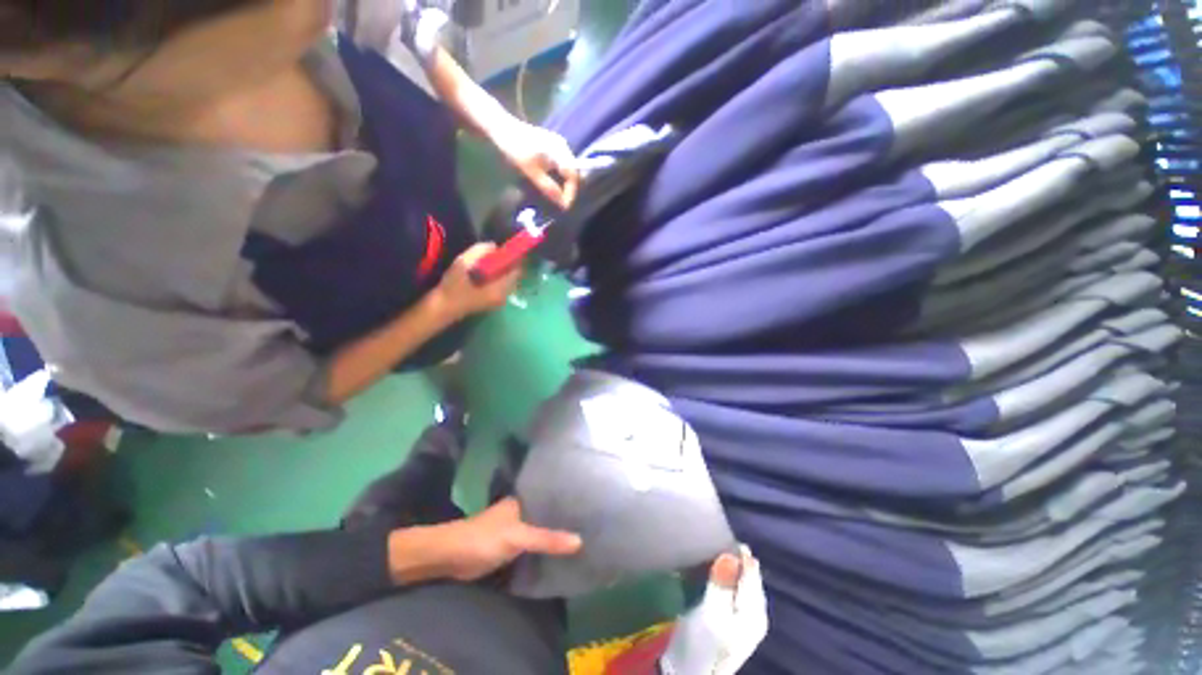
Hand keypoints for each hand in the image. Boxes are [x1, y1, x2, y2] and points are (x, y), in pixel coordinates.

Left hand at [431, 498, 581, 581]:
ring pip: (540, 530)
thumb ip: (546, 539)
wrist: (450, 558)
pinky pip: (532, 546)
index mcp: (523, 500)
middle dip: (564, 520)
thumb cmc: (484, 538)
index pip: (551, 496)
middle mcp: (521, 511)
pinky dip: (544, 549)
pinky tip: (560, 555)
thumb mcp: (518, 537)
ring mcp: (515, 529)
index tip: (590, 505)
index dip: (568, 500)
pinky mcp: (509, 547)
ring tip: (584, 537)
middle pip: (547, 514)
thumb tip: (580, 541)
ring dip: (555, 535)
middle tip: (592, 524)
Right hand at [434, 243, 521, 317]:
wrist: (443, 308)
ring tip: (490, 262)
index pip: (516, 271)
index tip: (507, 249)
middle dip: (508, 264)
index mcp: (499, 289)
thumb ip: (479, 252)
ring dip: (502, 270)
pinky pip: (502, 286)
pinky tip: (485, 273)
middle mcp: (504, 296)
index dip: (514, 258)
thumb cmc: (452, 286)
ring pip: (508, 281)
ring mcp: (499, 301)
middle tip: (497, 254)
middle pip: (514, 276)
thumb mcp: (463, 263)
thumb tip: (494, 246)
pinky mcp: (493, 302)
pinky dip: (498, 277)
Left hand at [491, 118, 579, 209]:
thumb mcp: (531, 171)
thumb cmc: (515, 148)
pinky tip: (551, 185)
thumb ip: (548, 187)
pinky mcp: (552, 147)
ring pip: (567, 171)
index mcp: (560, 150)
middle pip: (572, 173)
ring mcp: (558, 146)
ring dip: (563, 185)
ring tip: (557, 197)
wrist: (501, 127)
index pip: (573, 176)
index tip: (564, 207)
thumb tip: (562, 203)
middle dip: (568, 190)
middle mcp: (563, 147)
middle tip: (561, 204)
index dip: (570, 193)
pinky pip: (561, 166)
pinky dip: (558, 178)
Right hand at [662, 547, 769, 674]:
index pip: (751, 570)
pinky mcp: (731, 619)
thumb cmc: (701, 643)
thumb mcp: (711, 612)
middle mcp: (755, 613)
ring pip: (740, 581)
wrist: (688, 673)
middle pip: (748, 575)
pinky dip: (723, 577)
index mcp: (755, 611)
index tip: (718, 530)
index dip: (736, 550)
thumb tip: (731, 554)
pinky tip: (711, 572)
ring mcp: (744, 618)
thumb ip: (723, 584)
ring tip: (710, 550)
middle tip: (712, 538)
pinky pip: (732, 589)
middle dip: (733, 557)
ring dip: (727, 566)